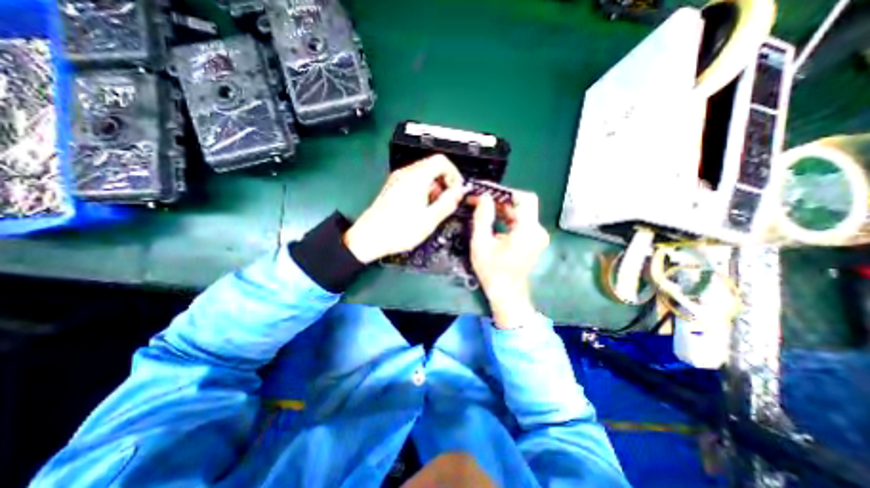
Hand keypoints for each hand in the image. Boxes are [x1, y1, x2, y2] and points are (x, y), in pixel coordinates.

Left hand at [343, 154, 464, 261]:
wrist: (369, 238)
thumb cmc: (398, 230)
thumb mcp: (429, 219)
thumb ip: (447, 203)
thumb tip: (458, 193)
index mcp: (416, 177)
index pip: (442, 161)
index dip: (454, 174)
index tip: (457, 190)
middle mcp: (405, 174)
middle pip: (432, 165)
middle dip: (445, 181)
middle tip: (447, 200)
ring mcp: (397, 180)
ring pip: (423, 174)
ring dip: (434, 187)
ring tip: (434, 207)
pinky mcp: (393, 188)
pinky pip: (413, 181)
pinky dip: (423, 189)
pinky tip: (422, 207)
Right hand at [472, 193, 544, 328]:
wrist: (506, 293)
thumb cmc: (492, 271)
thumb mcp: (481, 243)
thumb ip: (482, 217)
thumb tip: (483, 197)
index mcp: (528, 230)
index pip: (524, 198)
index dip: (505, 193)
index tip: (487, 192)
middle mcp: (537, 230)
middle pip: (522, 204)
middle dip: (500, 200)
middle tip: (481, 199)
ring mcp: (537, 235)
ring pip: (520, 212)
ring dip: (502, 208)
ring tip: (483, 207)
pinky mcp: (533, 240)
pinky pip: (520, 221)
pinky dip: (507, 217)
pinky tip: (492, 218)